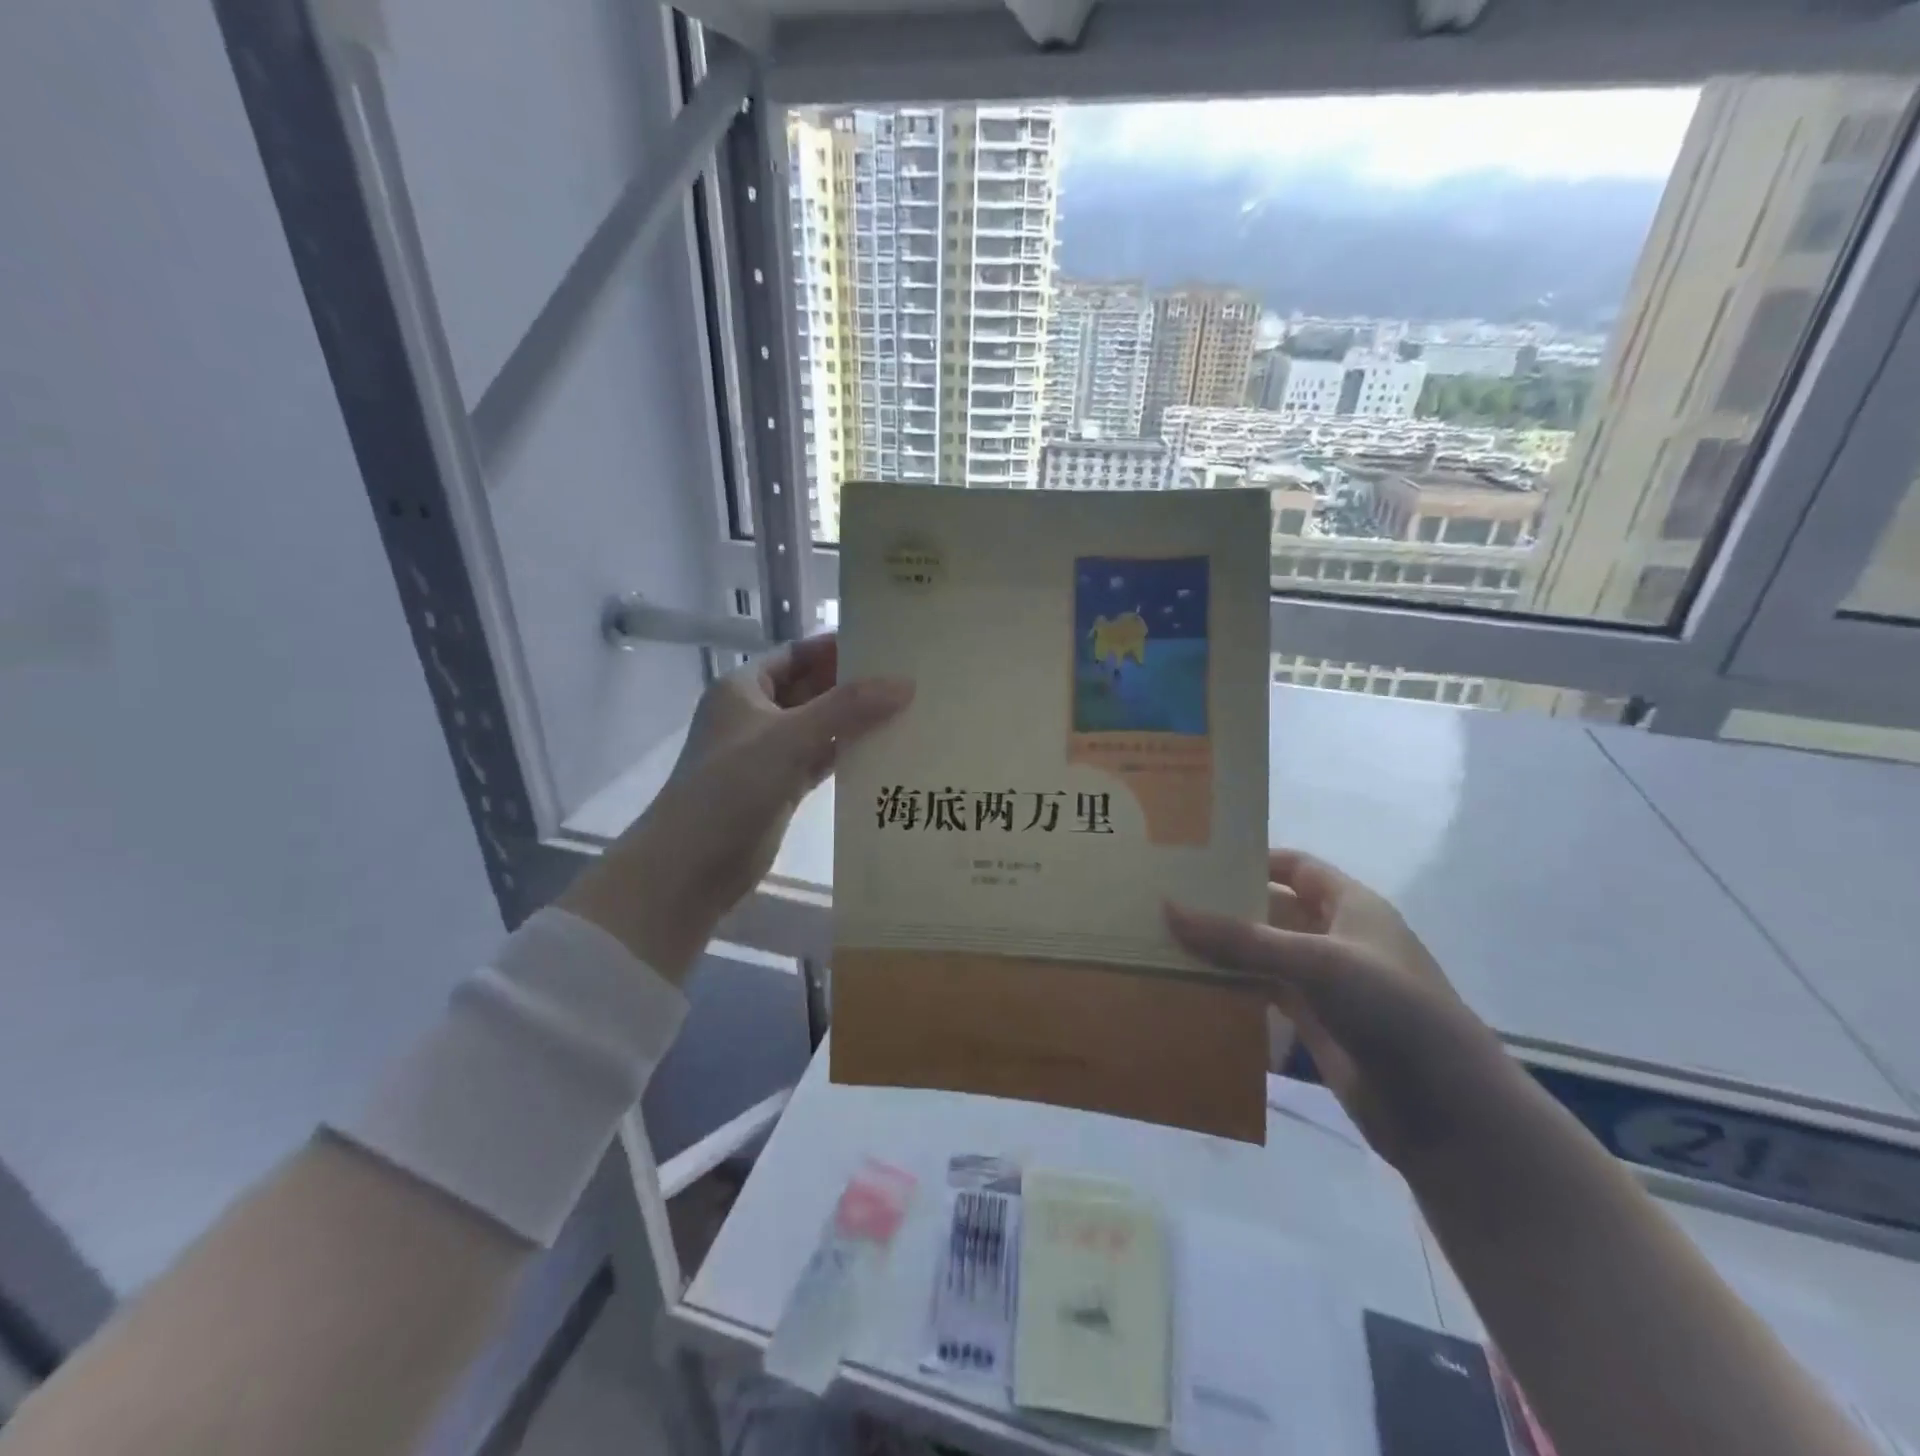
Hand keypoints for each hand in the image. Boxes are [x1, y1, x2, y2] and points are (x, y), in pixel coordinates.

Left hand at [560, 635, 910, 980]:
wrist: (690, 867)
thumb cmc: (730, 788)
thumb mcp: (789, 738)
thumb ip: (847, 708)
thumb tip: (906, 683)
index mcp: (745, 688)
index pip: (799, 653)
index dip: (839, 647)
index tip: (887, 645)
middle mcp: (756, 715)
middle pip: (813, 689)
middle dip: (855, 685)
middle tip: (909, 679)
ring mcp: (768, 753)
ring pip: (820, 727)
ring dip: (856, 723)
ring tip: (909, 712)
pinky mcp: (781, 788)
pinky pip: (821, 761)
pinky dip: (849, 756)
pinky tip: (886, 753)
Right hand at [1167, 850, 1512, 1169]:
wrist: (1447, 1111)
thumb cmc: (1390, 1009)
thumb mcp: (1314, 962)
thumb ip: (1241, 938)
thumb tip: (1169, 908)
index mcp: (1351, 906)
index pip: (1296, 866)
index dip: (1252, 859)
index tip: (1197, 860)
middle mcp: (1337, 938)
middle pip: (1273, 910)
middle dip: (1226, 906)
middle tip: (1166, 901)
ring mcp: (1326, 984)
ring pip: (1264, 955)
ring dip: (1224, 951)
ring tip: (1165, 941)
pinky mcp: (1315, 1025)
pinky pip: (1265, 994)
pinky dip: (1233, 989)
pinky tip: (1191, 986)